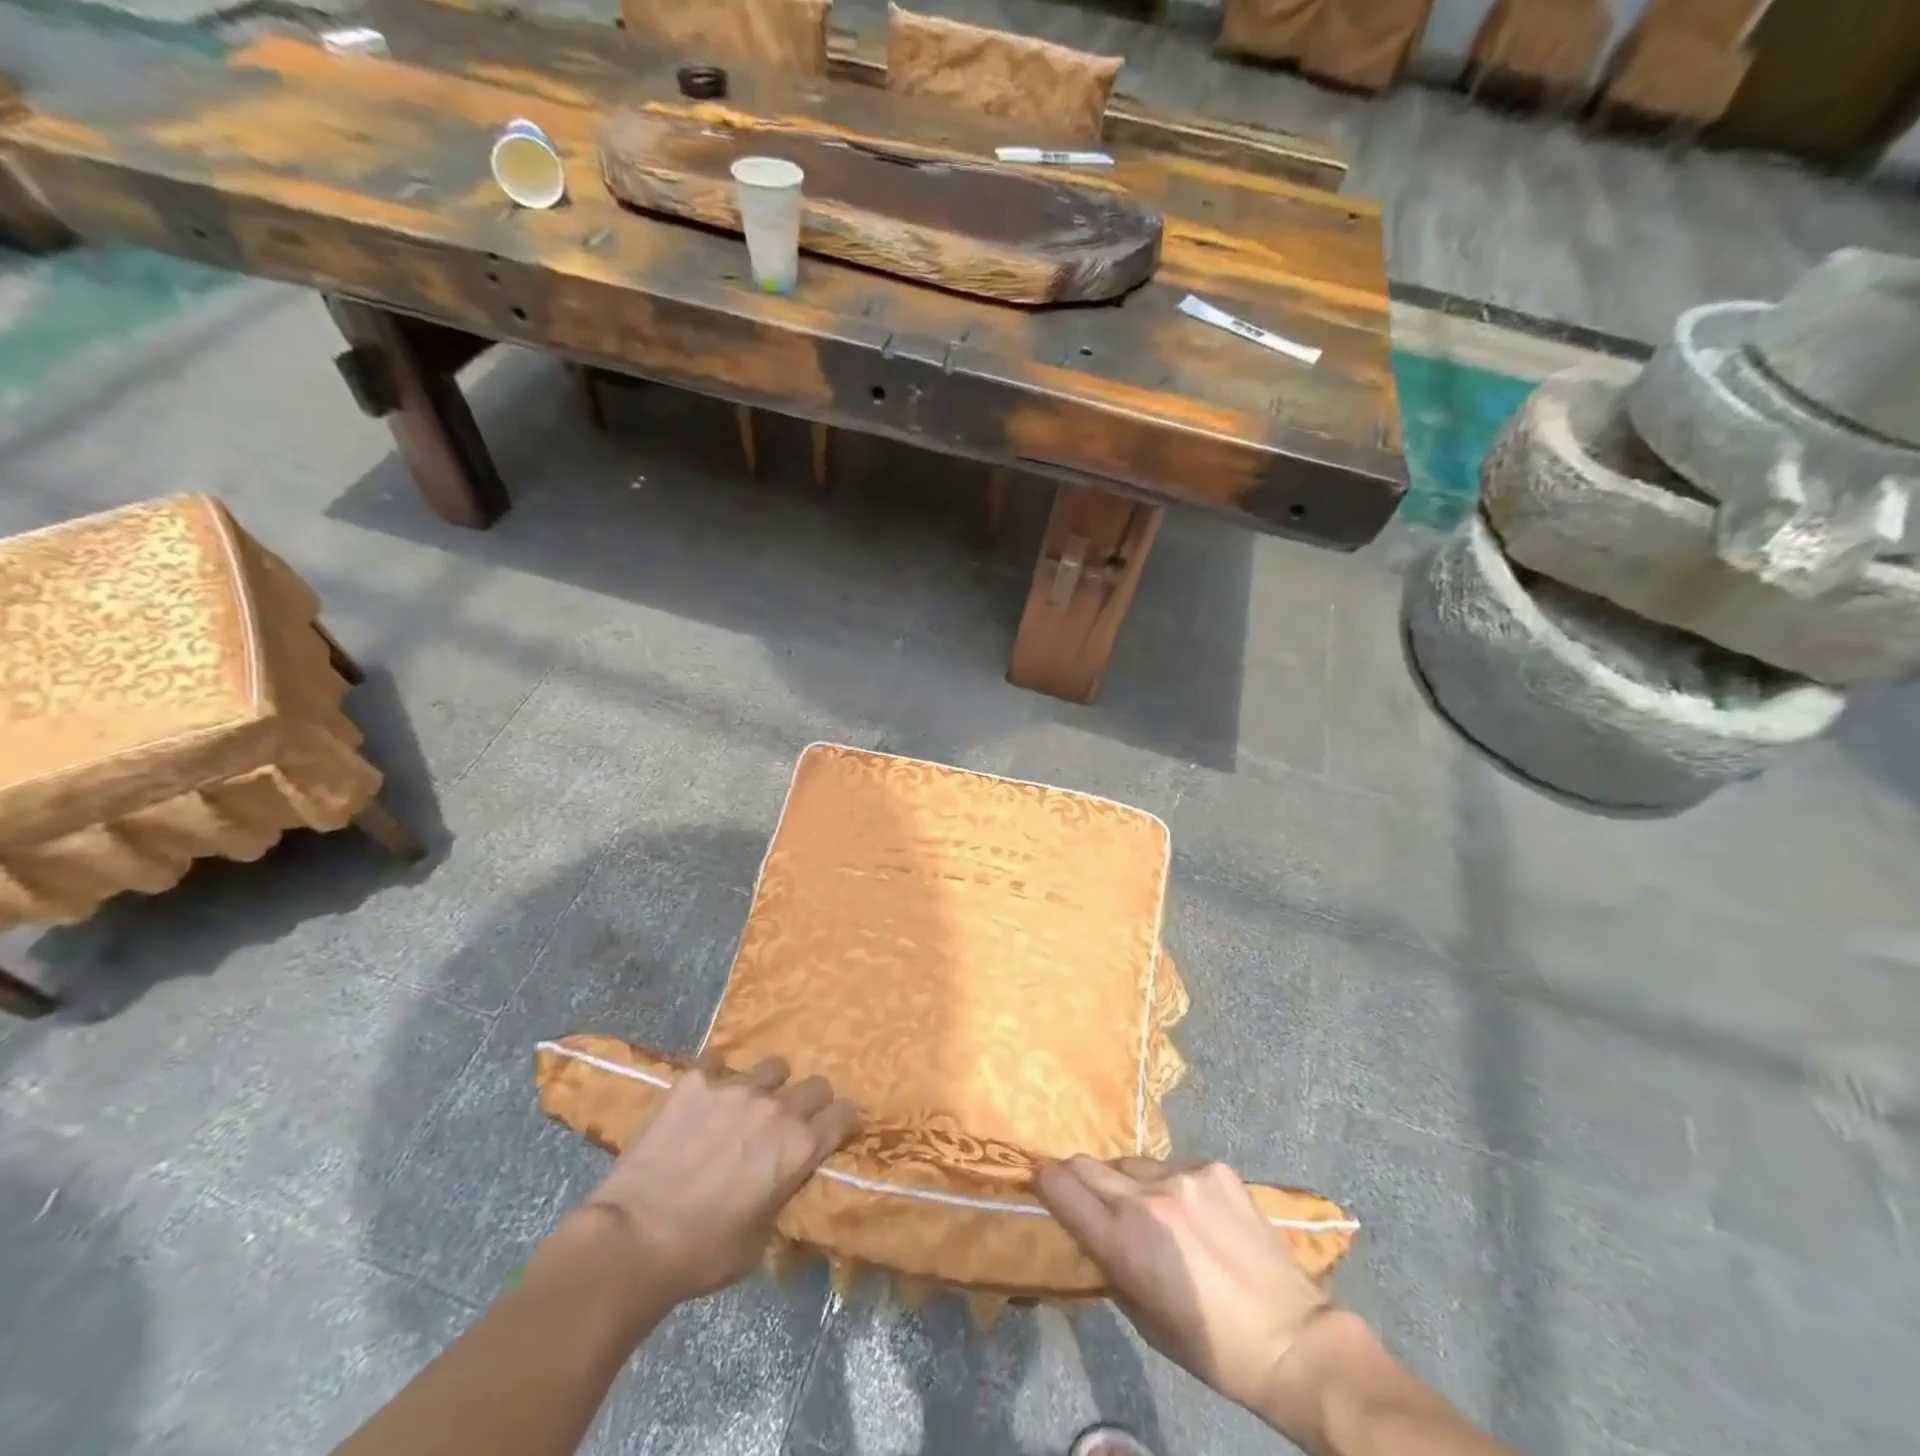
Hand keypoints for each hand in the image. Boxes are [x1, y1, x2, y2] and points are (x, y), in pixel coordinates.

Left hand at [574, 1055, 857, 1310]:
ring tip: (744, 1106)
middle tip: (787, 1123)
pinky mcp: (696, 1080)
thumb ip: (782, 1194)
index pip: (844, 1114)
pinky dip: (716, 1078)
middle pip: (816, 1085)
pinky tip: (702, 1099)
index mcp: (800, 1148)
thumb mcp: (760, 1239)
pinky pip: (718, 1063)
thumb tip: (784, 1179)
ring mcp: (736, 1087)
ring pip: (773, 1067)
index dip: (840, 1123)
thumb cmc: (702, 1255)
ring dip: (767, 1086)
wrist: (633, 1240)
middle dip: (810, 1102)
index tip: (831, 1131)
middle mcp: (778, 1108)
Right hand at [1037, 1156, 1331, 1413]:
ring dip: (1128, 1183)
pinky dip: (1172, 1186)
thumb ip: (1111, 1266)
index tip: (1039, 1181)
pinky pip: (1174, 1167)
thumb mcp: (1144, 1320)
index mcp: (1125, 1243)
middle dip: (1078, 1177)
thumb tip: (1092, 1234)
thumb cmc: (1212, 1348)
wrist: (1292, 1338)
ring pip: (1131, 1164)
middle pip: (1088, 1165)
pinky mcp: (1215, 1168)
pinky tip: (1195, 1214)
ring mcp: (1184, 1176)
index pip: (1062, 1190)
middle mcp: (1147, 1198)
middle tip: (1083, 1194)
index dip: (1045, 1183)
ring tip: (1152, 1213)